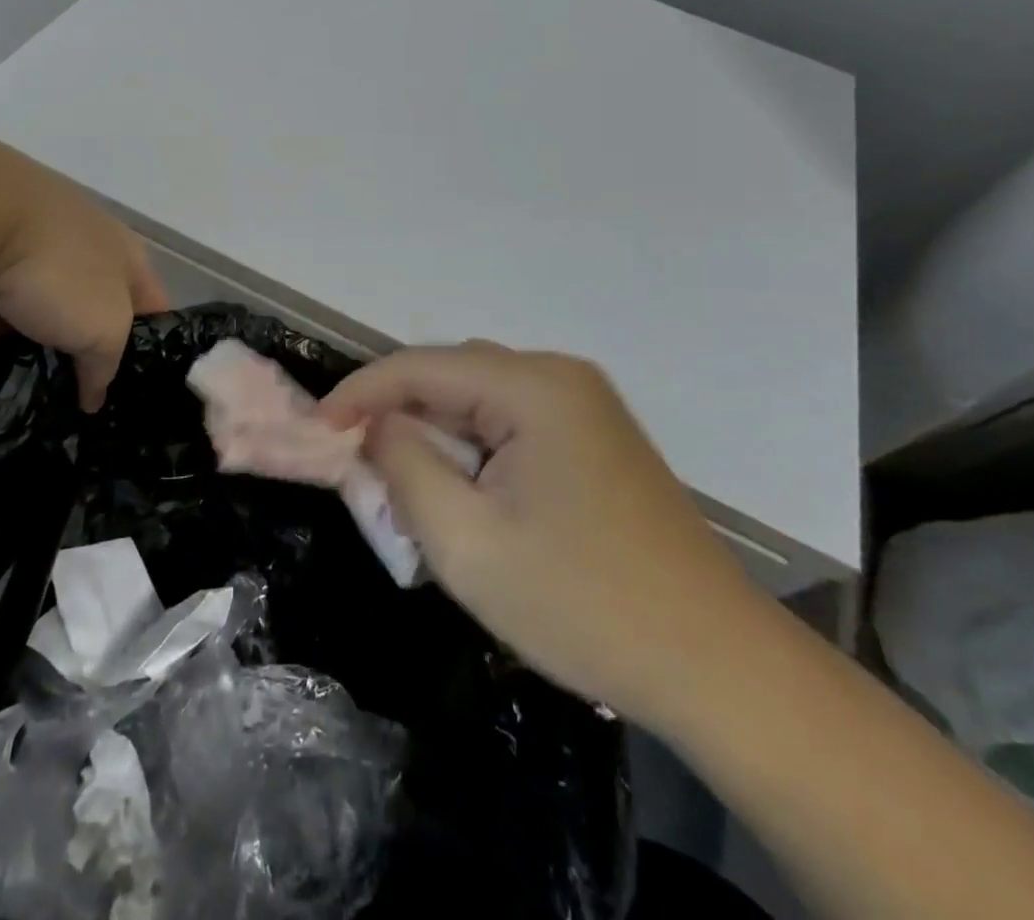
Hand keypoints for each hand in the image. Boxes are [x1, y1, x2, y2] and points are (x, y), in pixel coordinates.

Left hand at [0, 135, 167, 410]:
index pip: (148, 305)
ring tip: (11, 421)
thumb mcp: (106, 327)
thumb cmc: (58, 268)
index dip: (148, 348)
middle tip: (68, 412)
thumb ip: (106, 366)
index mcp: (118, 253)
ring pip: (16, 328)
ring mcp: (12, 258)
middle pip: (79, 317)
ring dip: (11, 370)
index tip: (135, 393)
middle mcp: (70, 251)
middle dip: (72, 363)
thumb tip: (92, 395)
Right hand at [320, 341, 771, 729]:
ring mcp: (584, 406)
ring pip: (480, 400)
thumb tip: (376, 427)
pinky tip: (461, 493)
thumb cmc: (583, 604)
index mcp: (533, 386)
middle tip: (356, 465)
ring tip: (401, 483)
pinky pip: (511, 424)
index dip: (360, 393)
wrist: (719, 667)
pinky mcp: (595, 439)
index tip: (315, 429)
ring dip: (435, 434)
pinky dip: (472, 449)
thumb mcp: (466, 542)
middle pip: (452, 376)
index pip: (421, 366)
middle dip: (397, 414)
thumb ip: (405, 466)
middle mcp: (560, 377)